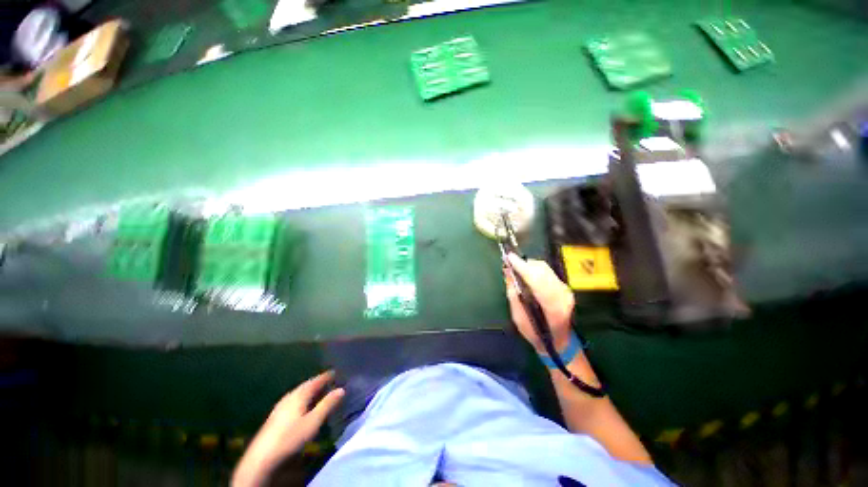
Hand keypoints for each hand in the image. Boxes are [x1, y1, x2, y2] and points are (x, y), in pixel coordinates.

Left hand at [233, 371, 344, 486]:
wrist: (261, 458)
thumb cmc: (290, 437)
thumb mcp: (313, 422)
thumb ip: (327, 405)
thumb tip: (341, 389)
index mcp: (299, 395)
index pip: (315, 381)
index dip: (325, 376)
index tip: (335, 372)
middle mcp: (289, 397)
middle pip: (305, 386)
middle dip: (317, 382)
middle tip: (328, 380)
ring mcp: (280, 407)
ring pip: (298, 394)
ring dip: (309, 391)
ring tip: (318, 391)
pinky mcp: (275, 417)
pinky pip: (293, 401)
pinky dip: (302, 399)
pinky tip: (303, 406)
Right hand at [504, 253, 574, 353]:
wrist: (559, 342)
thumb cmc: (536, 334)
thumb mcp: (519, 318)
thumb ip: (514, 296)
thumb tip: (508, 274)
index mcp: (553, 306)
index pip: (536, 280)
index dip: (522, 267)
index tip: (509, 257)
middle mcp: (562, 295)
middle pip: (541, 270)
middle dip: (523, 264)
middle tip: (508, 263)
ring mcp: (565, 290)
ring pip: (545, 268)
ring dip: (528, 265)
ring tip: (515, 267)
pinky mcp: (564, 287)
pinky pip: (547, 271)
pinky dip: (534, 269)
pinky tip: (525, 272)